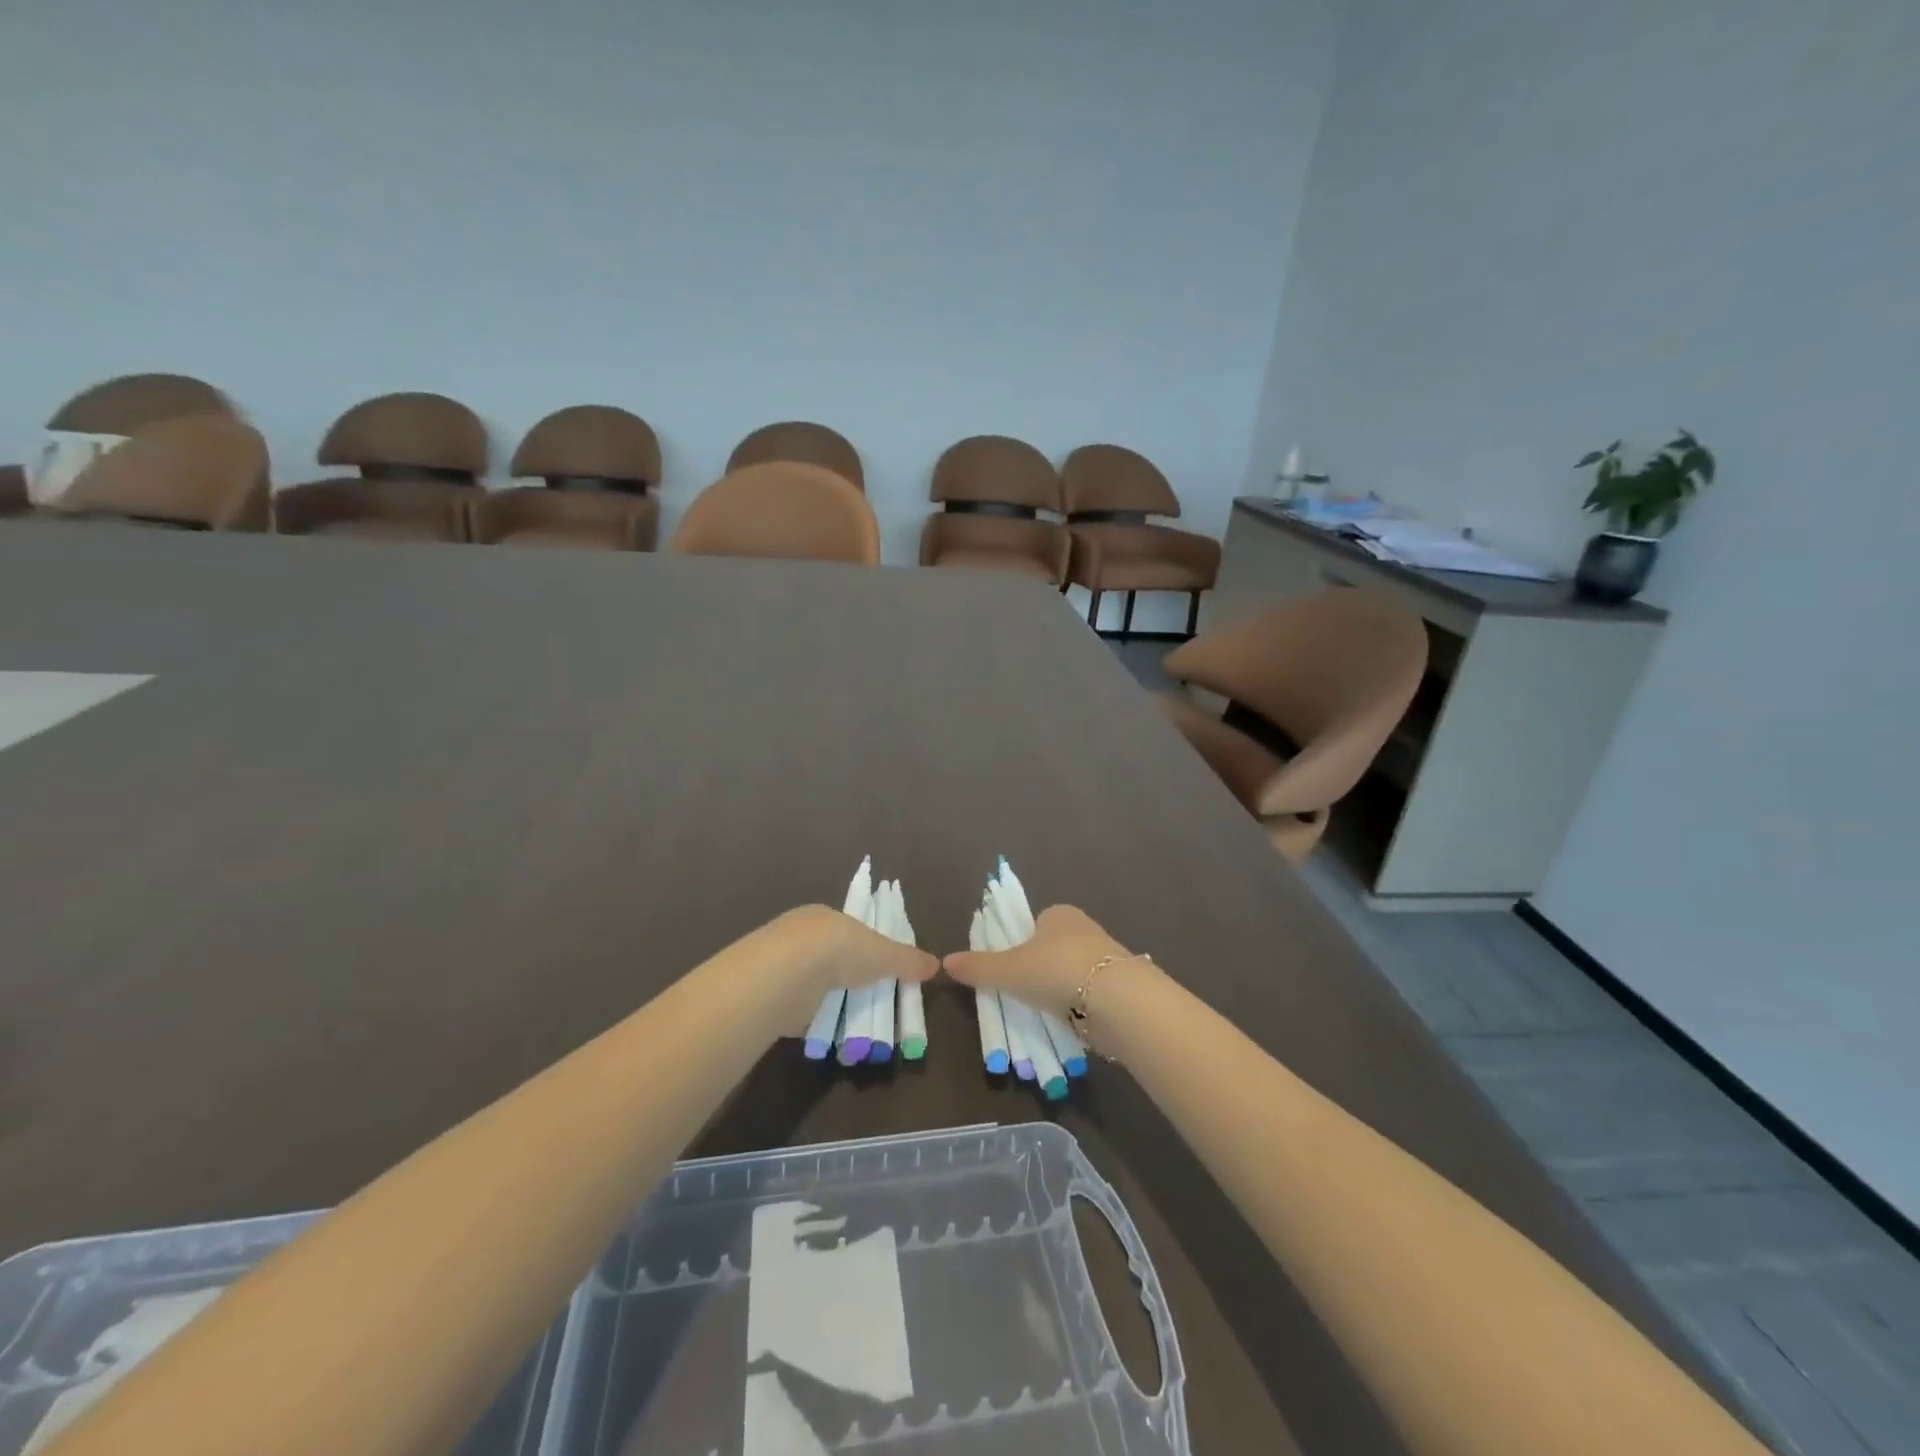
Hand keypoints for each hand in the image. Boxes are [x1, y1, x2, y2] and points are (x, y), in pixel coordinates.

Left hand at [755, 905, 937, 1031]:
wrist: (785, 975)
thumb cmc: (838, 950)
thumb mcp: (882, 953)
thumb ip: (907, 960)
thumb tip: (936, 965)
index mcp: (824, 917)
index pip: (850, 931)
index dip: (868, 950)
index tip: (883, 972)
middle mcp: (800, 937)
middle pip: (834, 960)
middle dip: (852, 980)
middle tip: (876, 1003)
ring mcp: (783, 967)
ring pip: (817, 986)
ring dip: (834, 1002)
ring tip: (859, 1025)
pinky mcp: (772, 998)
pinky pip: (802, 1010)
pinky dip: (817, 1021)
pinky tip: (832, 1034)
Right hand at [941, 904, 1133, 1017]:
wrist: (1118, 1001)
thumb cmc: (1057, 970)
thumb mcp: (1009, 970)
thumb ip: (978, 967)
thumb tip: (945, 962)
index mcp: (1059, 913)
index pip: (1032, 924)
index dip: (1017, 944)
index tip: (1008, 970)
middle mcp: (1084, 929)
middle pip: (1050, 950)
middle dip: (1037, 971)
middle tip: (1019, 996)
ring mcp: (1104, 958)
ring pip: (1069, 975)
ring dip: (1056, 992)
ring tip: (1039, 1015)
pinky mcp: (1118, 988)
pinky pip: (1087, 996)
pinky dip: (1075, 1009)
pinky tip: (1065, 1024)